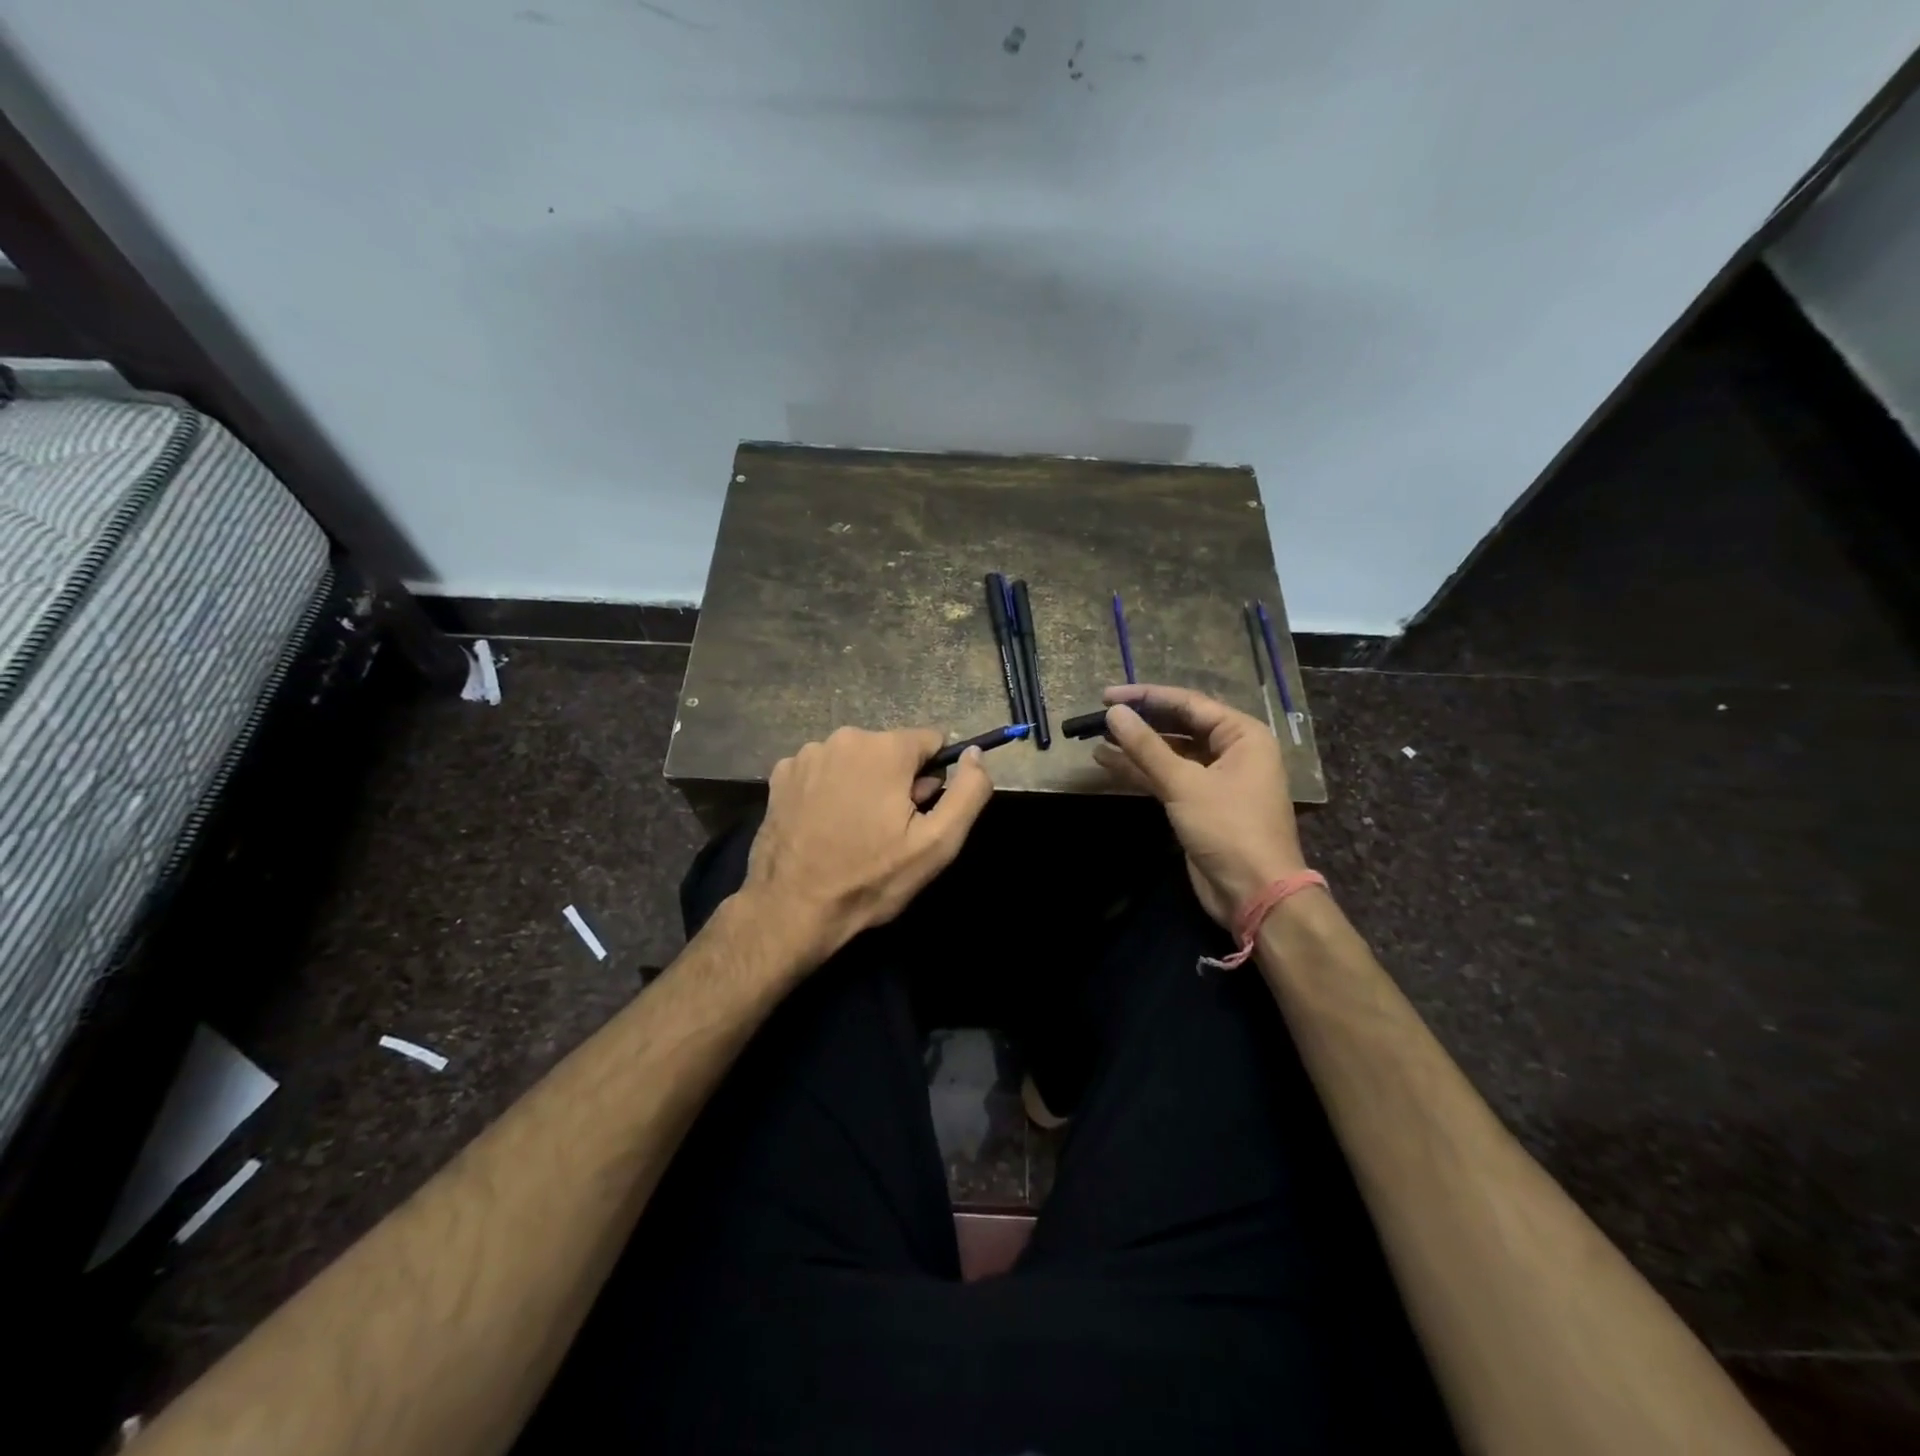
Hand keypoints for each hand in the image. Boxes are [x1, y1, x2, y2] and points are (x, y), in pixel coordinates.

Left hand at [742, 726, 994, 965]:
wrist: (792, 909)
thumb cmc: (871, 878)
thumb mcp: (938, 844)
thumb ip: (969, 792)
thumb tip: (975, 754)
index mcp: (885, 748)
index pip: (931, 741)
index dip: (932, 779)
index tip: (917, 813)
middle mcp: (844, 738)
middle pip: (892, 750)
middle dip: (897, 782)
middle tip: (886, 831)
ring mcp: (807, 754)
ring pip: (856, 760)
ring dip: (862, 786)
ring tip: (852, 833)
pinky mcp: (781, 774)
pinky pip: (824, 771)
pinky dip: (829, 791)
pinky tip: (823, 827)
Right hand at [1093, 684, 1306, 927]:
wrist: (1254, 892)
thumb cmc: (1228, 828)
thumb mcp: (1184, 783)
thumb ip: (1146, 746)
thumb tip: (1114, 713)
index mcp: (1242, 735)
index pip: (1188, 703)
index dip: (1146, 697)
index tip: (1107, 696)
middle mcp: (1232, 750)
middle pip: (1178, 726)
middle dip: (1140, 722)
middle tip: (1100, 716)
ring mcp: (1215, 778)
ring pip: (1169, 753)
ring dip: (1135, 748)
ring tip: (1097, 738)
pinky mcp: (1199, 803)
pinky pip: (1166, 777)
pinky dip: (1140, 771)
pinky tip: (1108, 763)